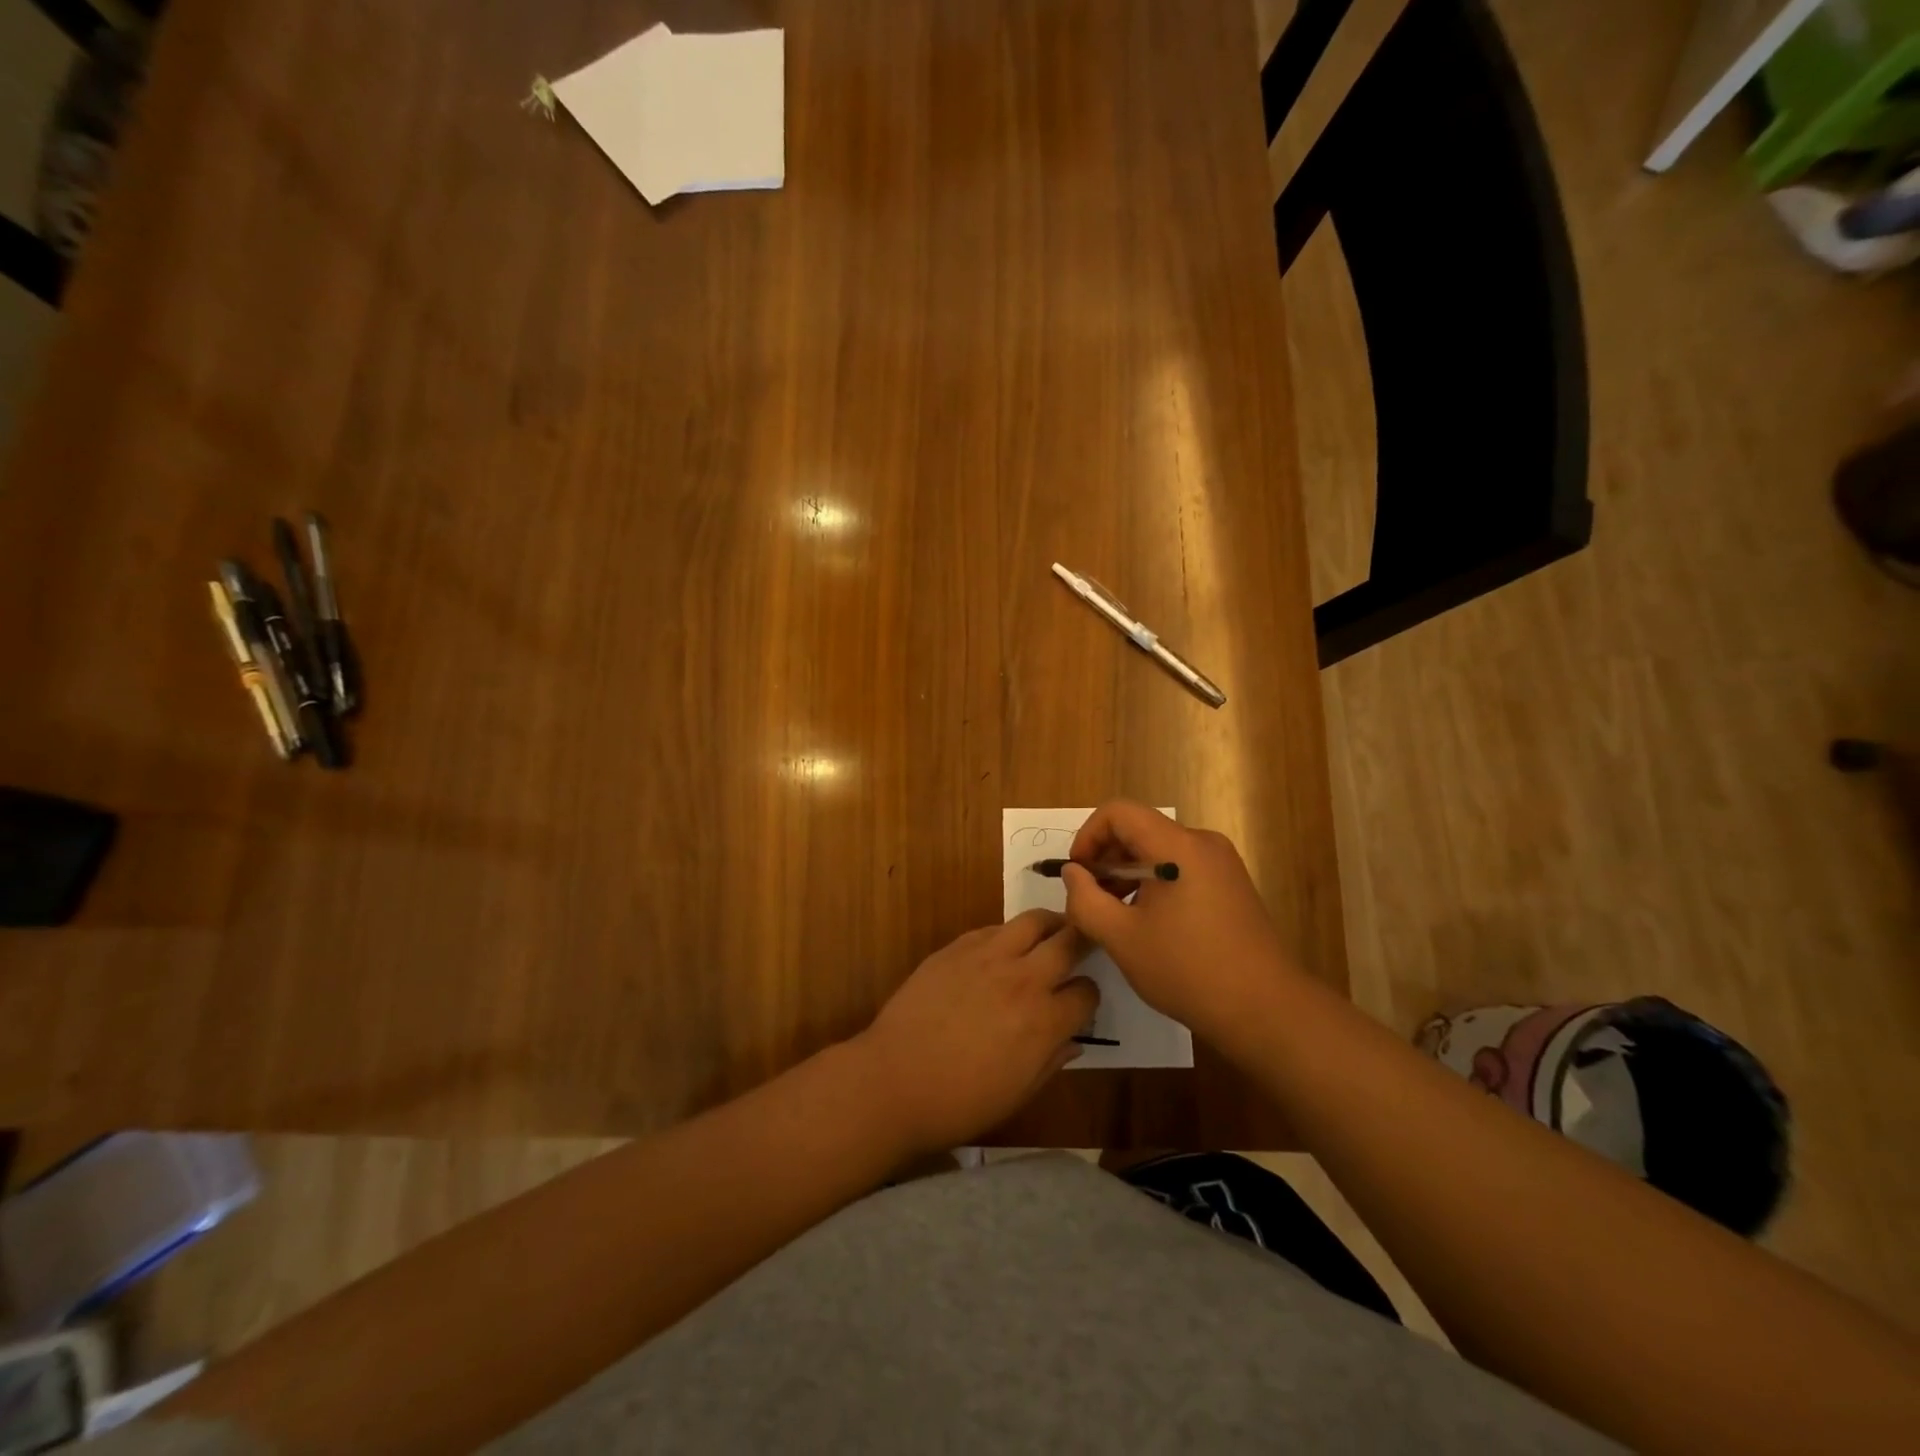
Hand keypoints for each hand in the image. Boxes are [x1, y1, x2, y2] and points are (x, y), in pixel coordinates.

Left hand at [855, 910, 1099, 1155]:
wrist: (894, 1080)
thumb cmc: (959, 1102)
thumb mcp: (1018, 1094)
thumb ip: (1051, 1061)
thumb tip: (1073, 1041)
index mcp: (1044, 1021)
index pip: (1087, 993)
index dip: (1088, 998)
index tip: (1081, 1003)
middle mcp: (1023, 979)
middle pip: (1070, 941)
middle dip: (1083, 942)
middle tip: (1083, 946)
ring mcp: (988, 956)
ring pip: (1033, 920)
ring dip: (1049, 924)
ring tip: (1050, 933)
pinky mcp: (957, 947)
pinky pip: (993, 928)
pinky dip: (1007, 934)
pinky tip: (1002, 949)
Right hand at [1059, 800, 1298, 1037]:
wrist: (1266, 1010)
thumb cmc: (1187, 970)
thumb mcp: (1121, 938)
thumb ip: (1085, 899)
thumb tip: (1073, 873)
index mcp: (1176, 846)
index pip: (1118, 812)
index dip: (1088, 835)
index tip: (1077, 874)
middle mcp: (1202, 843)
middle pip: (1139, 828)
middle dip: (1106, 858)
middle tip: (1091, 900)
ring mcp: (1221, 863)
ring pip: (1159, 850)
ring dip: (1128, 873)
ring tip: (1116, 915)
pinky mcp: (1231, 884)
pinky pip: (1180, 866)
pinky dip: (1154, 882)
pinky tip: (1149, 923)